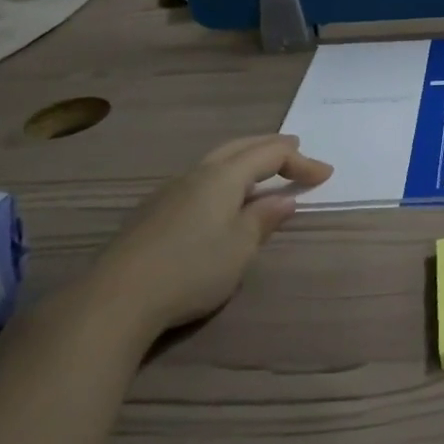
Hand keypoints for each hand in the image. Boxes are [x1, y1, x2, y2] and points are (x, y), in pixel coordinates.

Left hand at [93, 135, 331, 335]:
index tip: (325, 174)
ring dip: (245, 159)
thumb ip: (263, 219)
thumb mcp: (239, 248)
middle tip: (295, 150)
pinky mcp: (154, 210)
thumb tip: (283, 199)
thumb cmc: (191, 270)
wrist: (117, 298)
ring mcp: (171, 190)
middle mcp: (196, 174)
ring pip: (216, 160)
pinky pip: (200, 178)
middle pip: (240, 147)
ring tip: (262, 169)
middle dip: (270, 146)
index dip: (300, 162)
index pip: (269, 155)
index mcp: (223, 176)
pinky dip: (224, 175)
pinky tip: (222, 196)